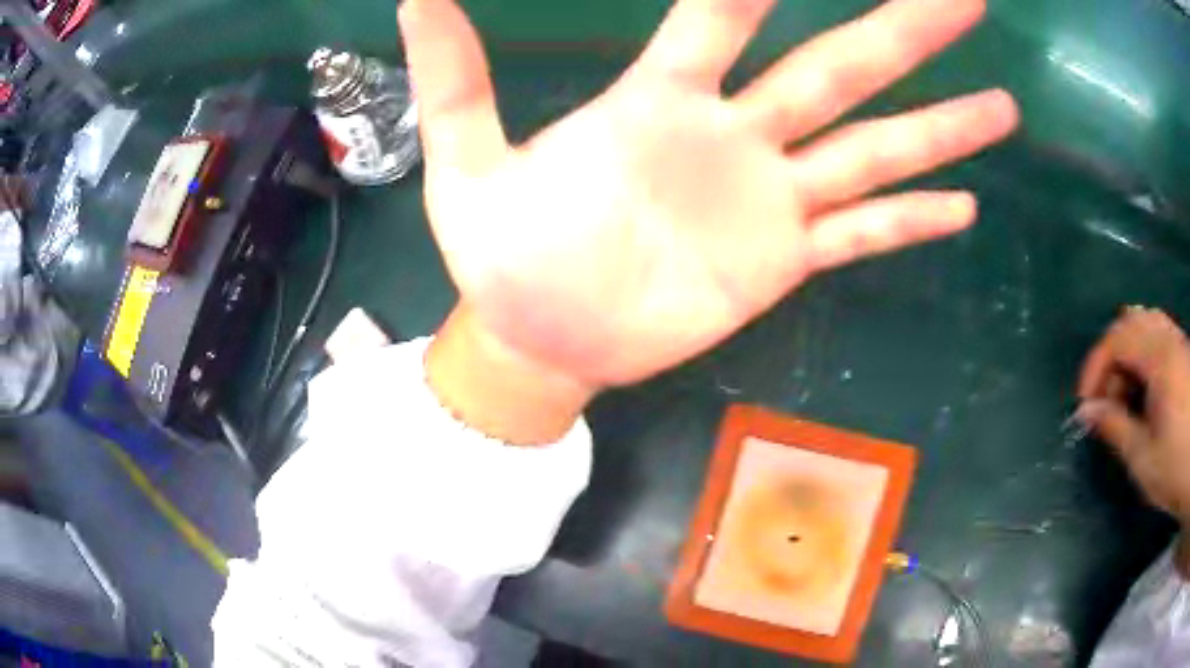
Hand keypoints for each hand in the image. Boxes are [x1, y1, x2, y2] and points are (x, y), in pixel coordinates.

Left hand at [401, 0, 1018, 391]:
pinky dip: (913, 220)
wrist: (538, 332)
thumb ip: (453, 72)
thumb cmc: (500, 251)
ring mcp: (770, 200)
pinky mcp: (784, 263)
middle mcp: (735, 134)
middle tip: (965, 0)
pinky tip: (966, 205)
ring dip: (942, 128)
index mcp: (658, 100)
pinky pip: (864, 233)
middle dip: (902, 32)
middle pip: (838, 66)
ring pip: (874, 148)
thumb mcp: (464, 158)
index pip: (723, 11)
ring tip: (1003, 104)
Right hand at [1079, 308, 1189, 522]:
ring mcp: (1179, 343)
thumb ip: (1116, 428)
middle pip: (1132, 322)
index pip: (1118, 337)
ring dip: (1128, 354)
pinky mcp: (1184, 353)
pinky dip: (1144, 354)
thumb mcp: (1144, 459)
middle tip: (1106, 401)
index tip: (1084, 403)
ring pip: (1146, 324)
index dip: (1095, 365)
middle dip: (1111, 358)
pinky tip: (1144, 388)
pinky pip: (1159, 334)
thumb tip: (1088, 412)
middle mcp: (1170, 339)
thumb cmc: (1175, 468)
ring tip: (1124, 394)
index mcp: (1160, 359)